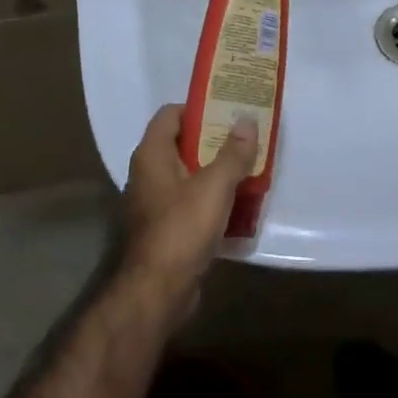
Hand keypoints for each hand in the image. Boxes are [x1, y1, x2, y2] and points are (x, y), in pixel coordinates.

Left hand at [123, 105, 258, 296]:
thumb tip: (247, 119)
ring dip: (216, 170)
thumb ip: (233, 152)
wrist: (159, 289)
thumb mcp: (215, 186)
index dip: (198, 108)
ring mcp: (156, 202)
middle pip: (182, 144)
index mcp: (152, 155)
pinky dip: (212, 197)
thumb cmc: (182, 228)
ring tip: (249, 166)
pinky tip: (239, 202)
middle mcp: (148, 174)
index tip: (229, 110)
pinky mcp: (167, 227)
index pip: (170, 115)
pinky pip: (192, 201)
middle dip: (214, 139)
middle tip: (247, 137)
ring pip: (189, 174)